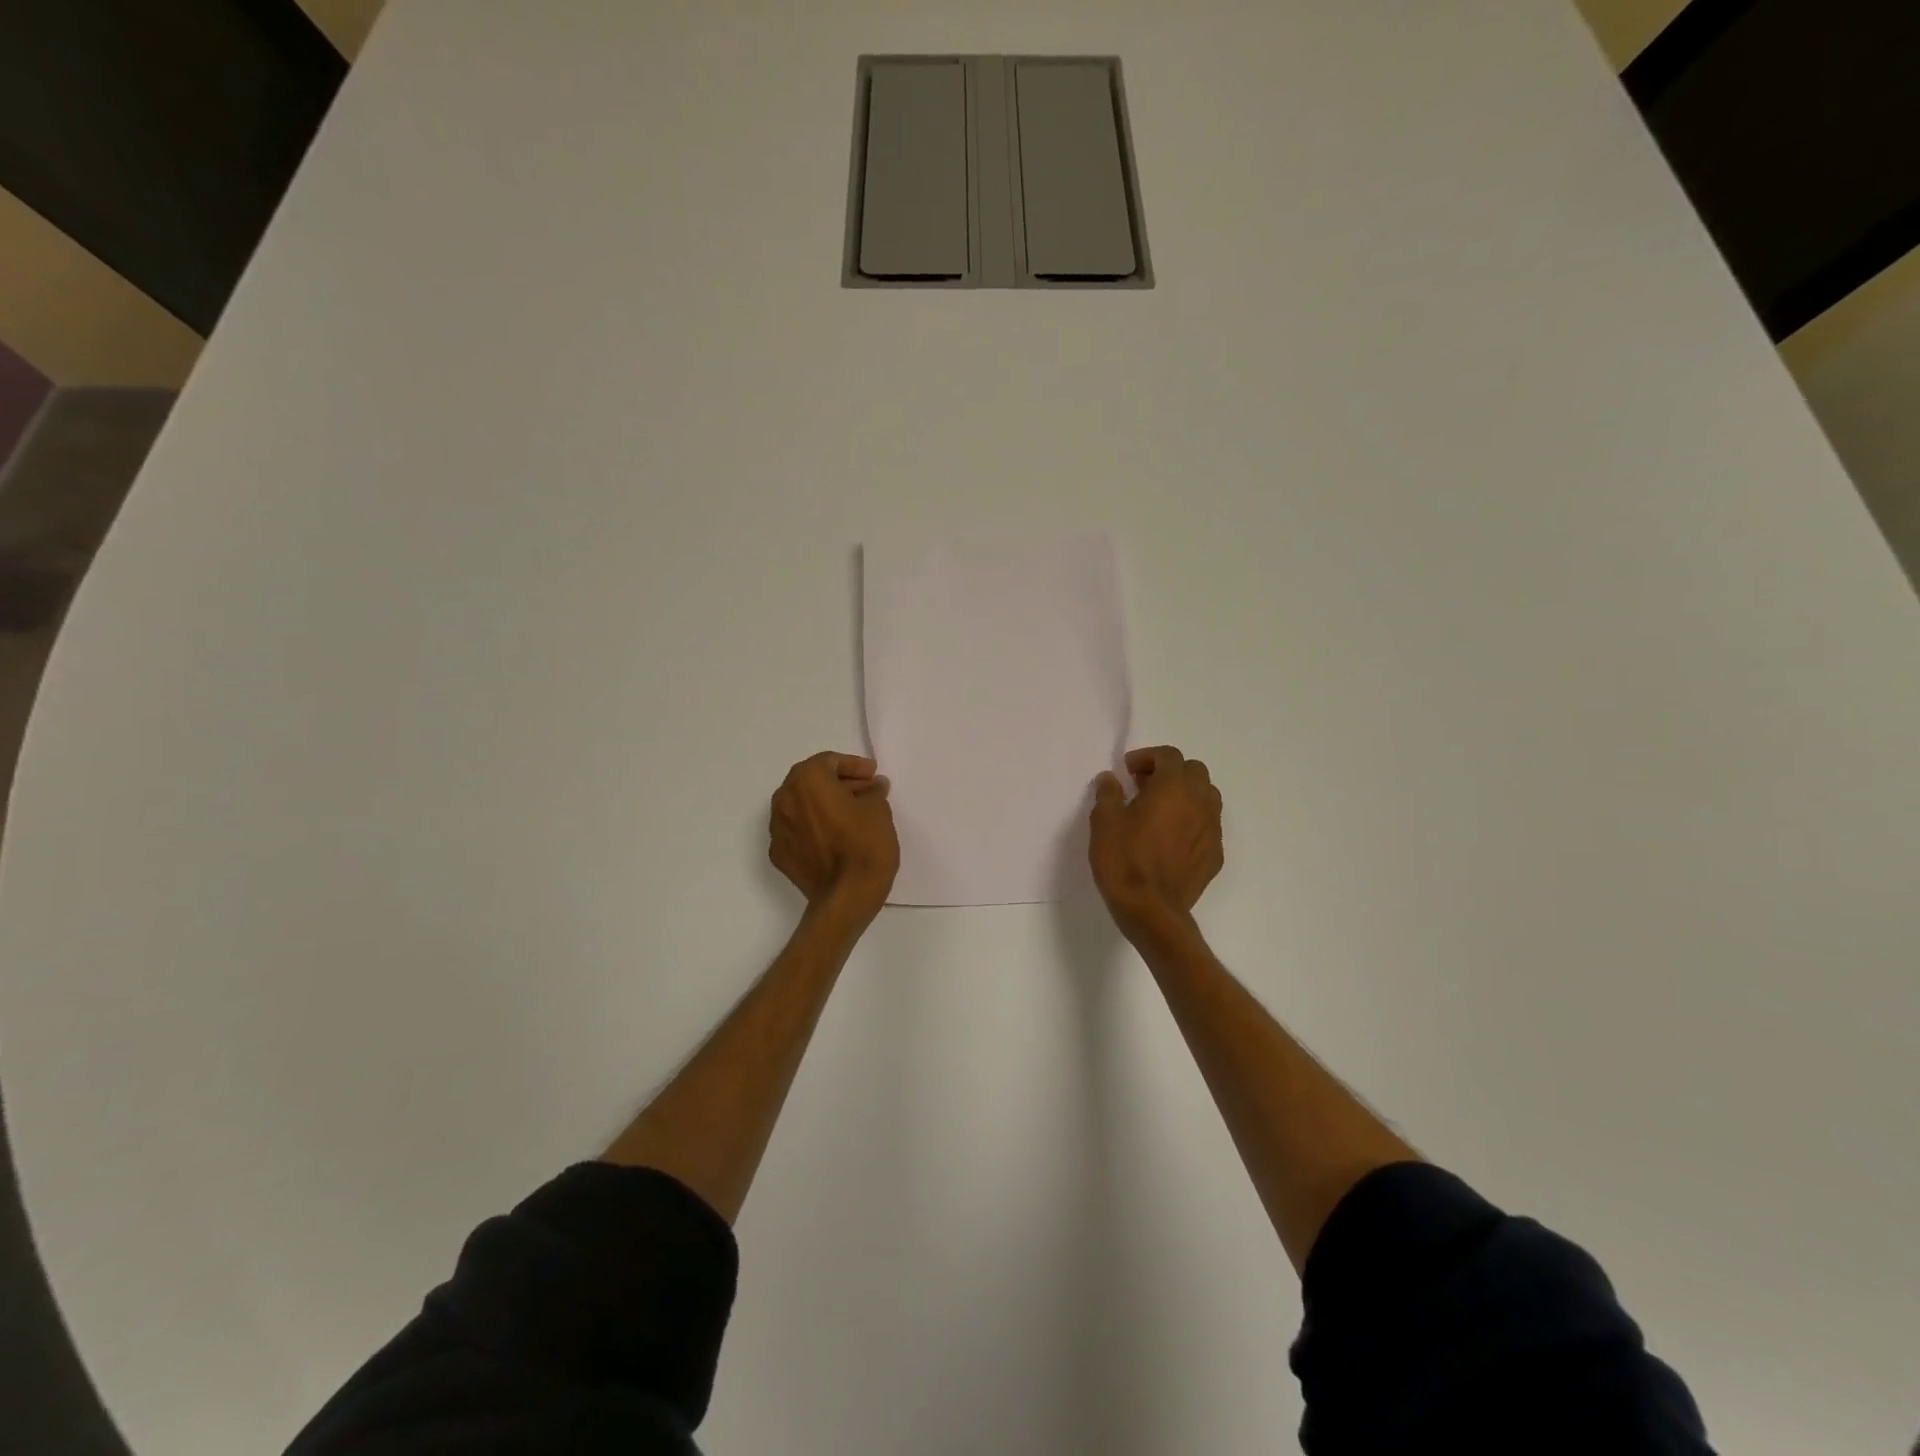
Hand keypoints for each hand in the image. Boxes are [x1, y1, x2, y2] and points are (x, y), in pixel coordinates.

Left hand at [769, 752, 899, 924]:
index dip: (854, 765)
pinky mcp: (779, 854)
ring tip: (852, 814)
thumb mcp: (878, 809)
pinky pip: (797, 830)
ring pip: (801, 805)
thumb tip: (871, 787)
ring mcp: (777, 829)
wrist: (846, 897)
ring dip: (824, 804)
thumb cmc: (864, 844)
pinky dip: (814, 827)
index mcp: (807, 780)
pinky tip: (835, 837)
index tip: (873, 775)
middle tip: (865, 791)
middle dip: (838, 782)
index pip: (829, 762)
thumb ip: (872, 790)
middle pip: (811, 781)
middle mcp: (784, 799)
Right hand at [1090, 745, 1223, 941]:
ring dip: (1186, 795)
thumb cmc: (1124, 859)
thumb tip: (1110, 779)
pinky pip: (1207, 826)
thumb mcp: (1104, 821)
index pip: (1169, 756)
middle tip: (1144, 787)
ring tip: (1161, 811)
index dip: (1147, 757)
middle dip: (1170, 772)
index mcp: (1173, 787)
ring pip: (1207, 797)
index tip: (1127, 771)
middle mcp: (1200, 802)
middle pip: (1194, 771)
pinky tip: (1171, 839)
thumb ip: (1108, 793)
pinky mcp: (1215, 855)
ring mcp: (1212, 829)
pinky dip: (1192, 822)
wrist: (1150, 910)